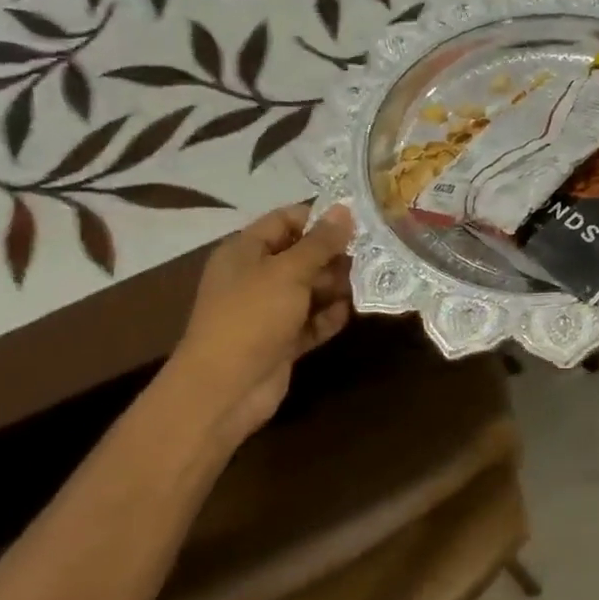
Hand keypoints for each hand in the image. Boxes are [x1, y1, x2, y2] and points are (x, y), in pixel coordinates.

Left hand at [164, 202, 352, 443]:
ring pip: (310, 289)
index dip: (319, 218)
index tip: (358, 221)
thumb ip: (320, 242)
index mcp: (245, 251)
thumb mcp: (289, 272)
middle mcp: (256, 277)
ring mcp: (269, 311)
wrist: (225, 388)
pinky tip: (351, 313)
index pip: (285, 220)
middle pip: (301, 255)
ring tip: (369, 282)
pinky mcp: (282, 340)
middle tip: (373, 255)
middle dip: (335, 255)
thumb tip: (345, 210)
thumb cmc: (252, 317)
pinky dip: (329, 317)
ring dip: (337, 287)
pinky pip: (311, 321)